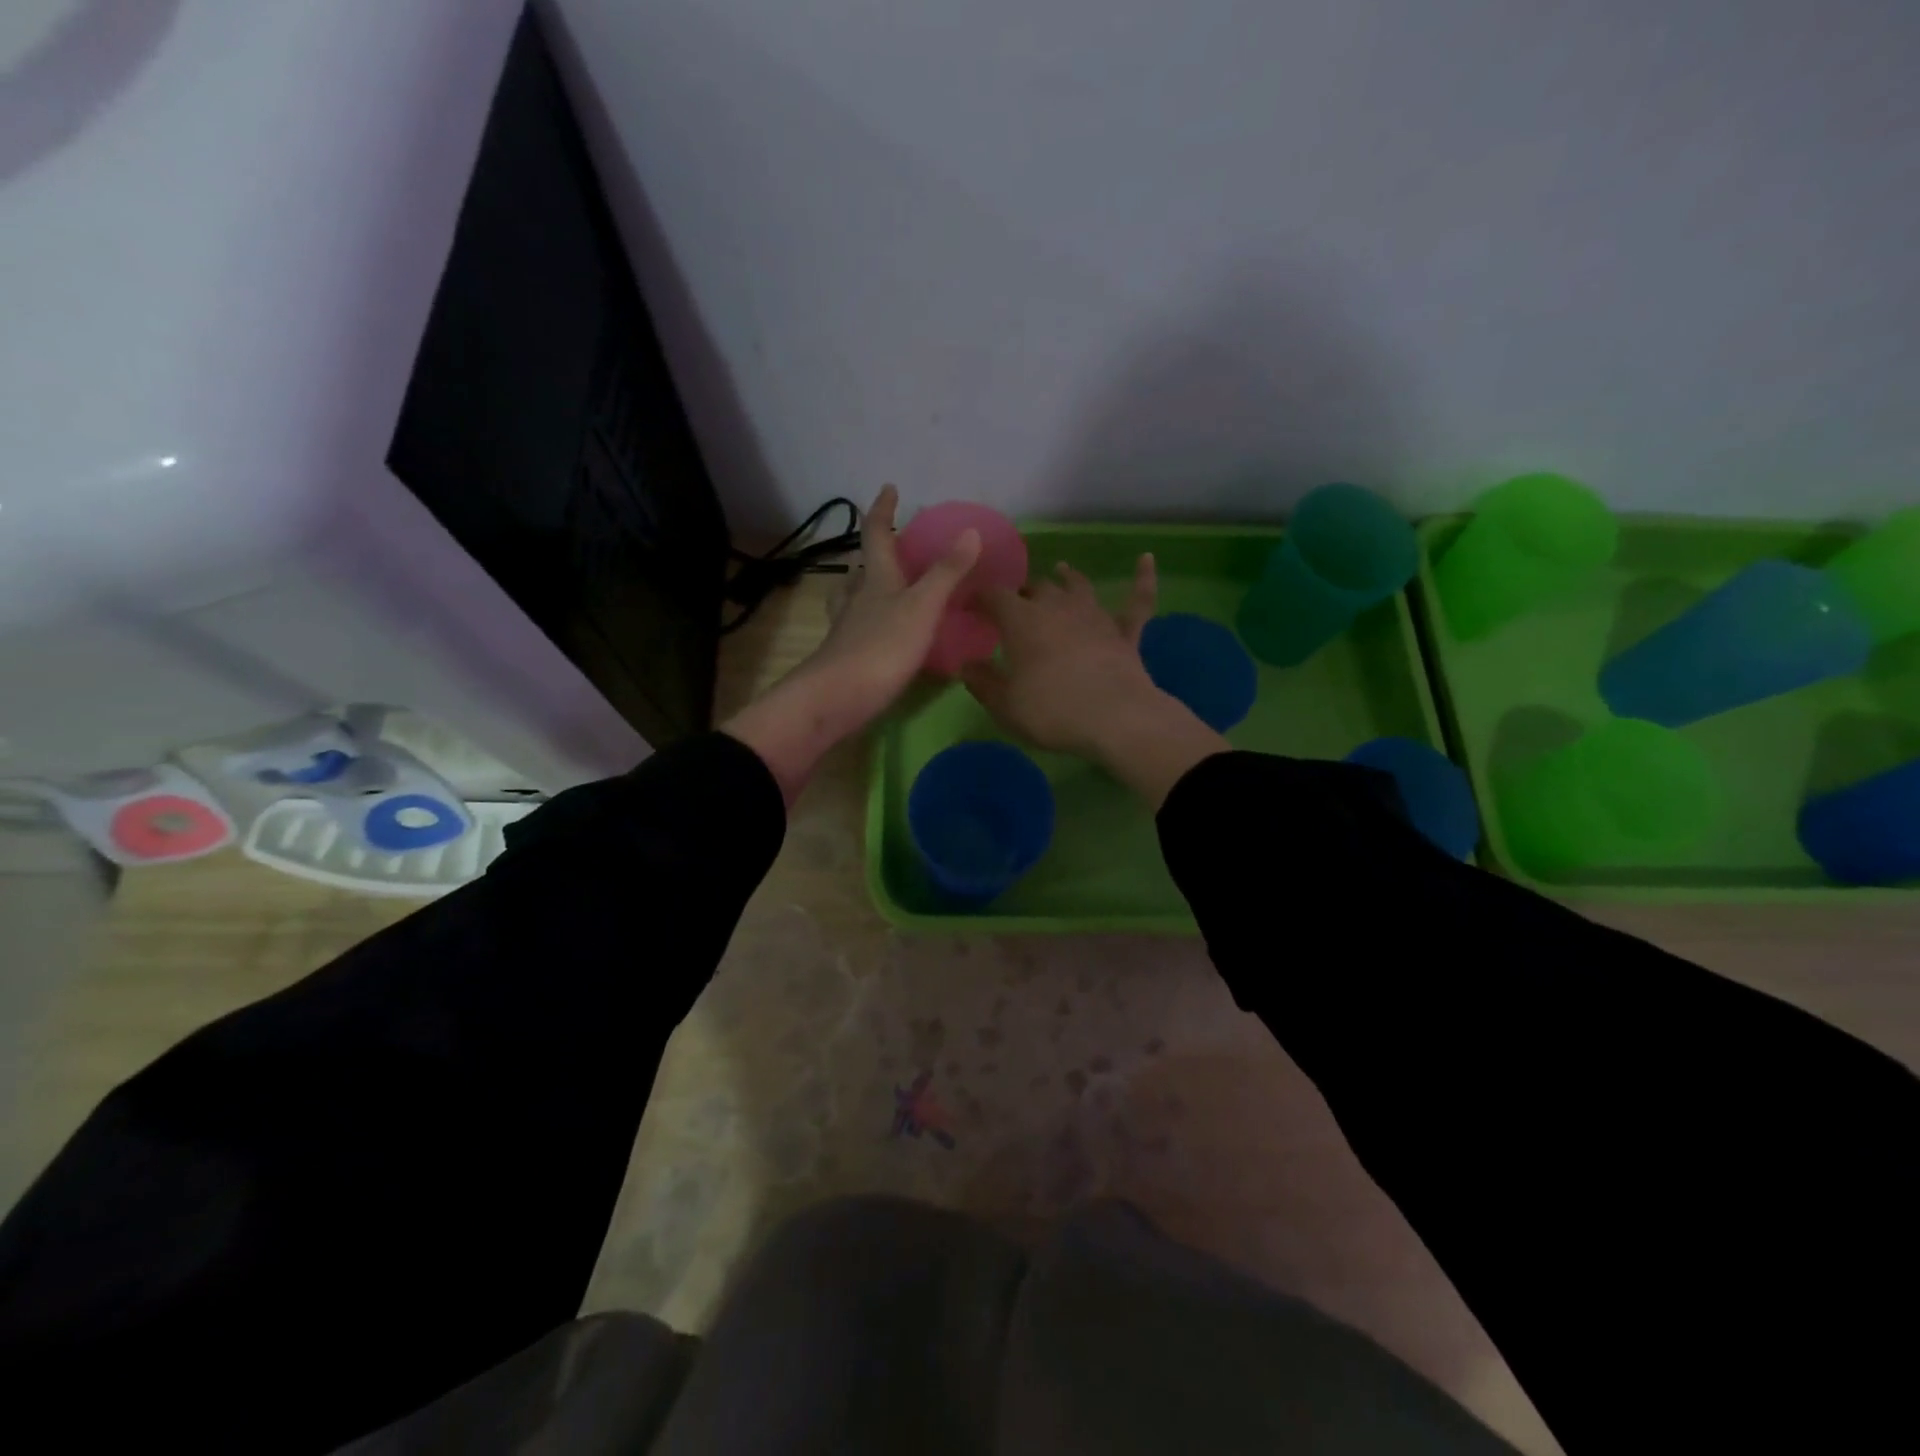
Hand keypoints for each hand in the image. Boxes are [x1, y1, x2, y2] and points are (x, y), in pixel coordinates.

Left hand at [724, 486, 980, 802]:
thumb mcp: (922, 607)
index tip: (889, 489)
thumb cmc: (882, 647)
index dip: (882, 511)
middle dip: (873, 552)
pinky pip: (858, 628)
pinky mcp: (847, 657)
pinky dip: (869, 621)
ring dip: (863, 586)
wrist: (838, 698)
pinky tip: (881, 634)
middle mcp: (857, 599)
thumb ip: (946, 573)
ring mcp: (847, 629)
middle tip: (889, 546)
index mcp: (876, 580)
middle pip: (860, 568)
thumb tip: (970, 531)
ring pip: (853, 598)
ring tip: (879, 585)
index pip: (876, 535)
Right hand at [960, 556, 1158, 756]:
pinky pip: (1137, 599)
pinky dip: (1142, 579)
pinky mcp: (1125, 632)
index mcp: (1022, 621)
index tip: (969, 606)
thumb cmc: (1052, 711)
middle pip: (1037, 588)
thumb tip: (966, 664)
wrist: (1116, 719)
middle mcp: (1057, 607)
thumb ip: (982, 682)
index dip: (979, 597)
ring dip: (1067, 578)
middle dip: (1023, 592)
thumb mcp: (1005, 705)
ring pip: (1078, 586)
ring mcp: (1095, 616)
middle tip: (1014, 602)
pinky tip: (1146, 559)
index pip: (994, 597)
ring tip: (1061, 570)